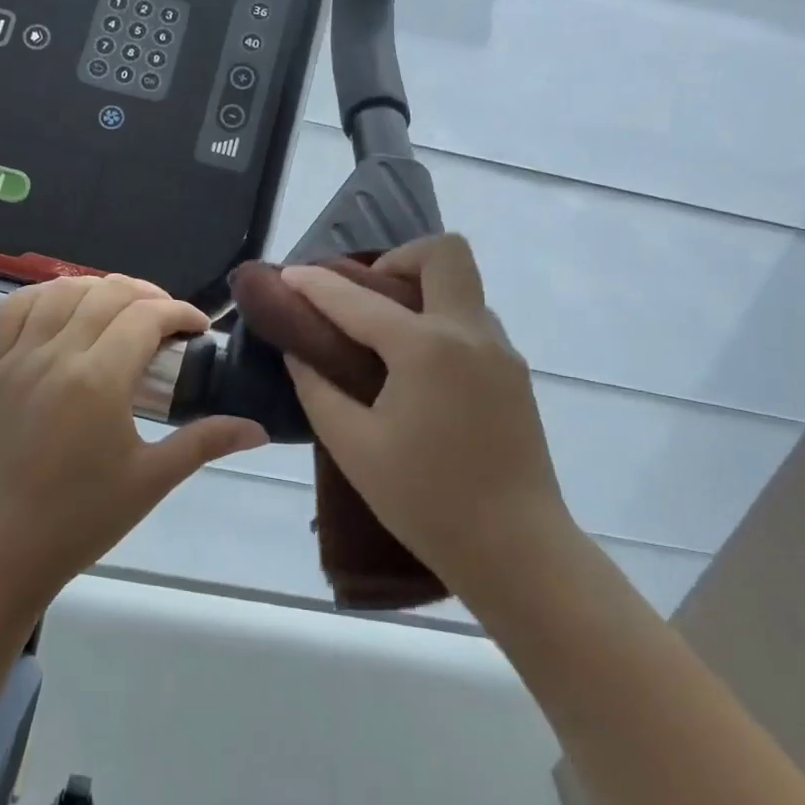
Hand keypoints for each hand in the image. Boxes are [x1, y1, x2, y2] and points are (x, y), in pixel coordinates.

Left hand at [0, 274, 267, 614]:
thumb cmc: (81, 520)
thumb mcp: (151, 479)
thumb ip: (206, 442)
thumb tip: (258, 429)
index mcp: (98, 379)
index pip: (146, 316)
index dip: (181, 312)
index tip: (199, 329)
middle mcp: (54, 354)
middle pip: (107, 293)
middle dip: (147, 296)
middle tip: (169, 322)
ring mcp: (14, 358)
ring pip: (60, 291)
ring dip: (99, 290)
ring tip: (121, 311)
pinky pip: (13, 310)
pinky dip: (45, 296)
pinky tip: (64, 309)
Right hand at [281, 234, 575, 601]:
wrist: (516, 550)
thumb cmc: (426, 501)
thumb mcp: (354, 447)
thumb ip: (318, 390)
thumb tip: (299, 353)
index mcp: (426, 348)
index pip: (358, 300)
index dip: (315, 285)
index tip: (287, 275)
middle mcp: (470, 333)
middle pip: (444, 254)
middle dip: (398, 259)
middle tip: (365, 297)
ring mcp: (501, 352)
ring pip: (463, 289)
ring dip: (421, 292)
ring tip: (384, 338)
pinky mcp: (515, 375)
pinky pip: (473, 323)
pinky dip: (440, 322)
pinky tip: (417, 371)